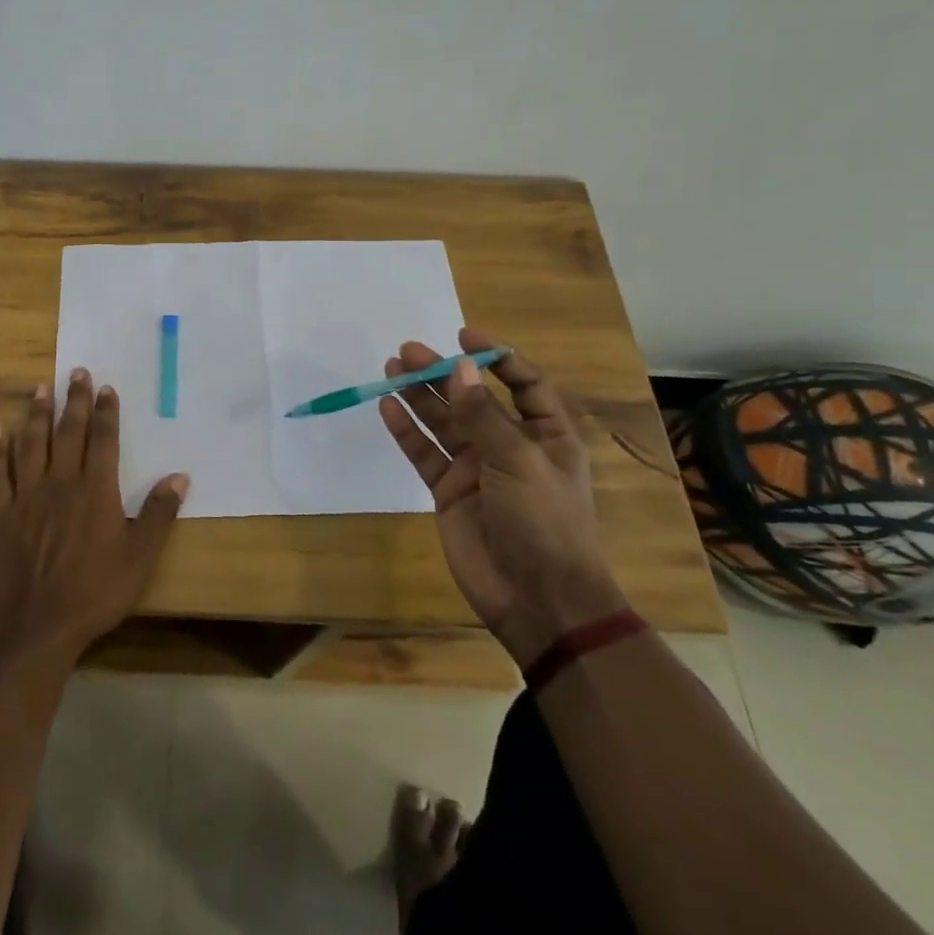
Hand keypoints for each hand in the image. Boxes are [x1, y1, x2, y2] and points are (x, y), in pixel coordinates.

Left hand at [0, 369, 188, 665]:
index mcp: (95, 491)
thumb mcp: (140, 558)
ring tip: (39, 388)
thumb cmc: (95, 593)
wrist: (39, 627)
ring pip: (31, 445)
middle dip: (73, 400)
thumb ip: (159, 515)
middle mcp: (61, 484)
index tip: (106, 387)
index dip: (105, 412)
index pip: (103, 440)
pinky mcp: (3, 515)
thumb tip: (179, 476)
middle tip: (76, 372)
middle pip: (68, 433)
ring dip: (35, 415)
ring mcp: (27, 497)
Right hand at [378, 329, 626, 665]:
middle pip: (471, 399)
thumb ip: (483, 415)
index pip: (523, 384)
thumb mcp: (519, 461)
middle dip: (442, 374)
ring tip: (391, 368)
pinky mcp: (448, 491)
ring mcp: (476, 468)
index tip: (464, 336)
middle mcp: (509, 446)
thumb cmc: (544, 522)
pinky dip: (406, 431)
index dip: (496, 358)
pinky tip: (387, 408)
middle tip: (408, 351)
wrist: (537, 598)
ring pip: (442, 422)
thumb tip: (460, 368)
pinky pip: (424, 453)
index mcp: (546, 435)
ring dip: (419, 396)